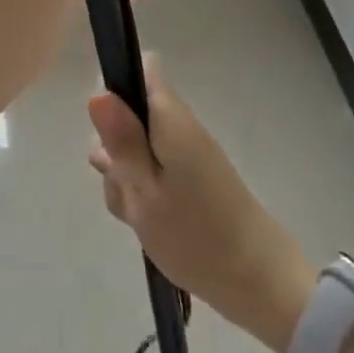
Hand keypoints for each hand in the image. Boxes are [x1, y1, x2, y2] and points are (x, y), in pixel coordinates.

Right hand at [88, 56, 313, 352]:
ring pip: (136, 149)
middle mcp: (180, 126)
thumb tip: (97, 92)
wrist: (256, 283)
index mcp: (170, 119)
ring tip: (137, 214)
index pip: (140, 70)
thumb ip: (120, 141)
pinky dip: (142, 194)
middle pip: (130, 116)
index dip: (115, 88)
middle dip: (114, 147)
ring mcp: (186, 153)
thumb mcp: (144, 191)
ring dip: (125, 177)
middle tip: (123, 186)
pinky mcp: (190, 178)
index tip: (105, 129)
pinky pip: (153, 173)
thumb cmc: (194, 235)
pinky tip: (145, 223)